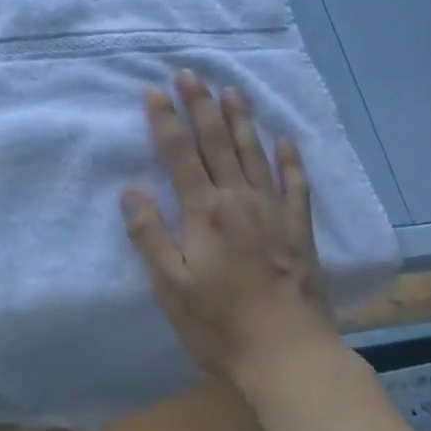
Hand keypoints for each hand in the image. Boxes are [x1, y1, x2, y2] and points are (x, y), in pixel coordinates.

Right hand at [121, 71, 336, 388]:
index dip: (165, 120)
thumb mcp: (170, 286)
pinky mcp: (299, 229)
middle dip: (200, 105)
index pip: (179, 154)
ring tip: (231, 90)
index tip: (154, 90)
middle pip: (216, 142)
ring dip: (241, 119)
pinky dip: (290, 159)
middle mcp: (238, 199)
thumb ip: (149, 234)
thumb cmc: (220, 324)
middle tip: (190, 73)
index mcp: (204, 211)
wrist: (289, 356)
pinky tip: (285, 139)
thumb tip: (131, 189)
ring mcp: (273, 211)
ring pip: (254, 153)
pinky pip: (296, 184)